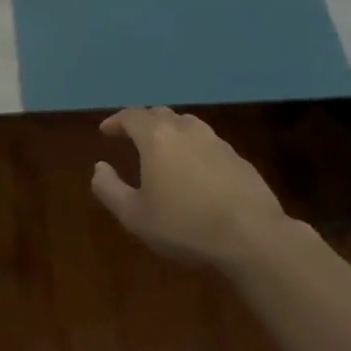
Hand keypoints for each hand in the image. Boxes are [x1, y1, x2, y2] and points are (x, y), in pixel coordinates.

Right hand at [91, 107, 307, 273]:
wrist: (252, 235)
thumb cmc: (184, 225)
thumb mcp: (134, 216)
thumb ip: (109, 189)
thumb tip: (99, 168)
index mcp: (157, 138)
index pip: (131, 116)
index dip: (116, 121)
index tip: (106, 131)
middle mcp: (186, 130)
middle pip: (160, 114)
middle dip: (142, 122)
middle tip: (132, 136)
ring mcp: (216, 141)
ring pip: (187, 125)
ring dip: (170, 131)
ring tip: (163, 149)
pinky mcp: (238, 158)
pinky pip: (208, 143)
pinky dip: (193, 148)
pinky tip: (195, 170)